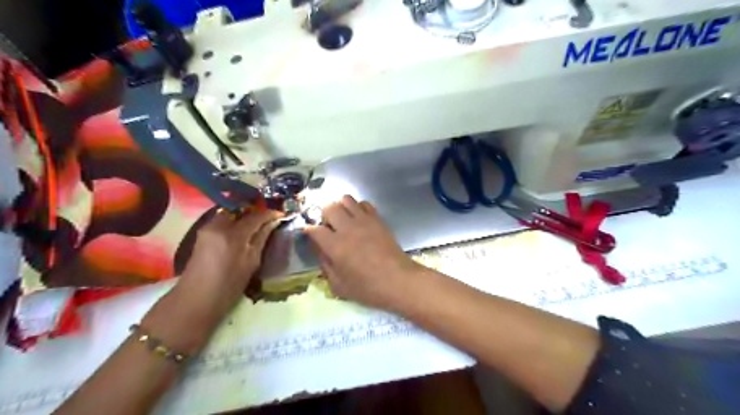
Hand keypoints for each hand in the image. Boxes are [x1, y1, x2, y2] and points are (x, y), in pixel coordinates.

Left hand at [178, 211, 283, 321]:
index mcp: (233, 235)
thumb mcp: (251, 263)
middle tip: (268, 219)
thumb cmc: (228, 286)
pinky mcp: (202, 234)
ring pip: (230, 214)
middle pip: (240, 211)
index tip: (281, 215)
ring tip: (257, 225)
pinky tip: (241, 232)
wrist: (196, 300)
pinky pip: (222, 221)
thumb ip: (261, 239)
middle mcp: (218, 226)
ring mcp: (207, 229)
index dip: (270, 214)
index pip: (255, 217)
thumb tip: (273, 223)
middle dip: (255, 212)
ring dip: (244, 217)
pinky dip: (234, 222)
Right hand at [305, 196, 421, 309]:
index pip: (314, 229)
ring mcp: (364, 221)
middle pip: (329, 207)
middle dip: (323, 215)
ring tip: (343, 220)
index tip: (310, 235)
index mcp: (335, 246)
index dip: (309, 231)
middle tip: (327, 226)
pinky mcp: (378, 219)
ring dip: (340, 207)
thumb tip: (320, 250)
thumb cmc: (368, 288)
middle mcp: (348, 228)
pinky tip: (359, 219)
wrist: (398, 280)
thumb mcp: (339, 285)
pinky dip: (358, 208)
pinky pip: (364, 203)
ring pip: (346, 199)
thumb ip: (325, 265)